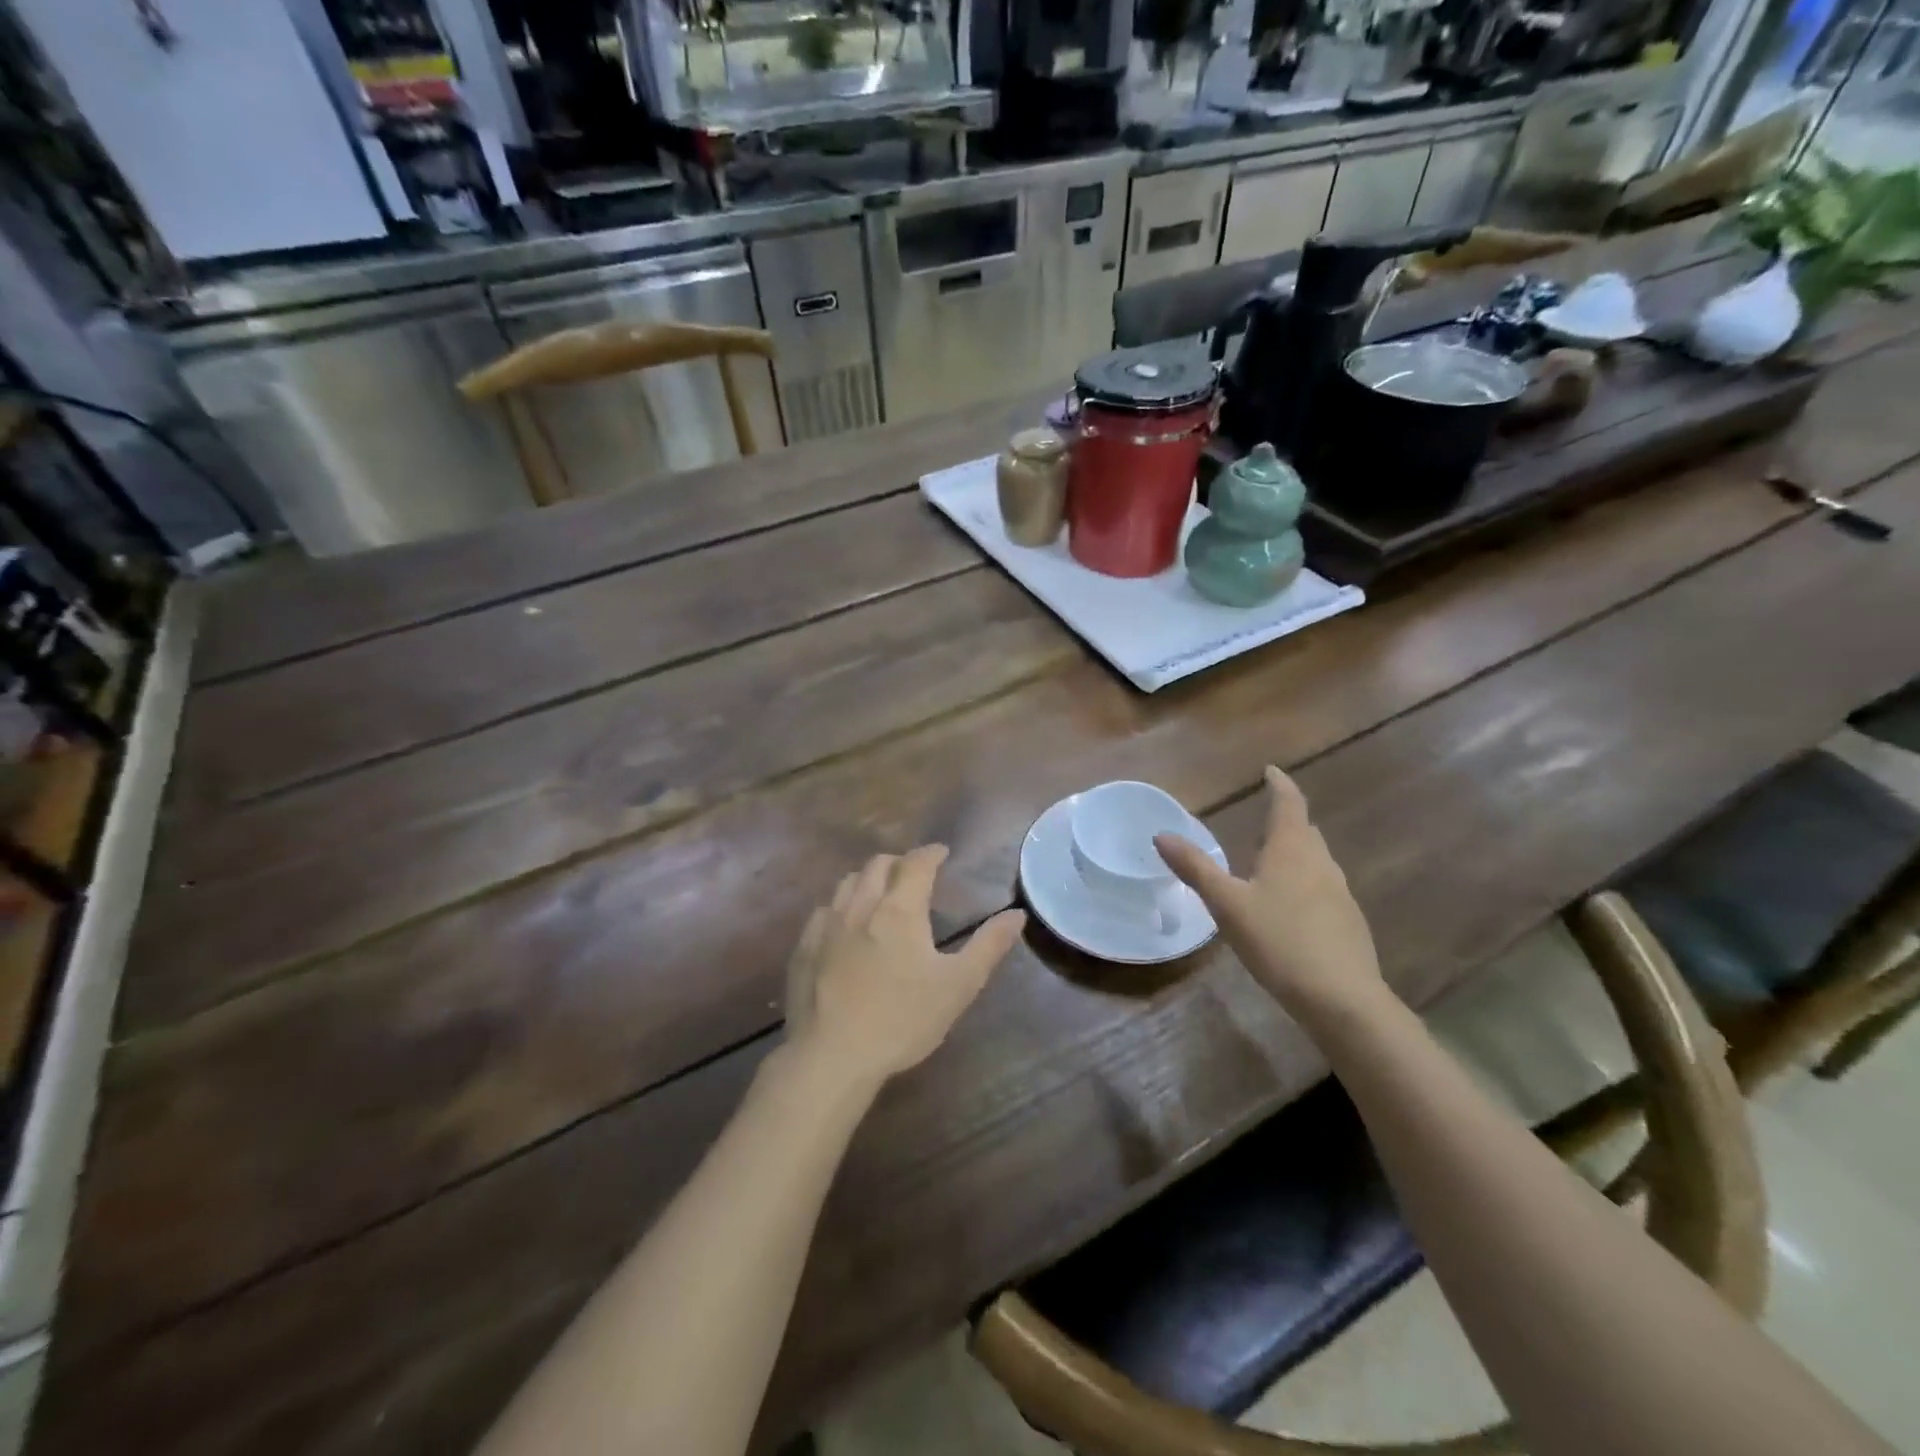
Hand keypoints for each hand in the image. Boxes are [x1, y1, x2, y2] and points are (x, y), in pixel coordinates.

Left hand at [786, 845, 1025, 1084]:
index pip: (916, 863)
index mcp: (899, 910)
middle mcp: (861, 905)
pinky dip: (841, 905)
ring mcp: (827, 925)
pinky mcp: (804, 947)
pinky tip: (845, 925)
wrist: (831, 1056)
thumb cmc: (902, 1020)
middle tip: (914, 874)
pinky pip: (824, 910)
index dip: (931, 853)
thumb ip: (988, 946)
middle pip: (878, 865)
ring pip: (847, 882)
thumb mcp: (958, 986)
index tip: (942, 853)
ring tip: (880, 893)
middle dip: (900, 862)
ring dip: (868, 878)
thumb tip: (1017, 915)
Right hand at [1154, 767, 1383, 1016]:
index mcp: (1292, 850)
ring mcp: (1340, 893)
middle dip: (1285, 820)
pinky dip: (1303, 882)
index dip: (1279, 784)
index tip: (1271, 771)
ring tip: (1269, 862)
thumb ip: (1195, 868)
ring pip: (1315, 860)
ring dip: (1294, 852)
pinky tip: (1288, 907)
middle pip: (1304, 831)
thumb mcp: (1227, 904)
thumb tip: (1161, 834)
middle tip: (1261, 820)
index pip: (1289, 803)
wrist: (1342, 999)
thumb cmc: (1279, 941)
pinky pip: (1322, 887)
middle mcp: (1321, 863)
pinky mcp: (1348, 922)